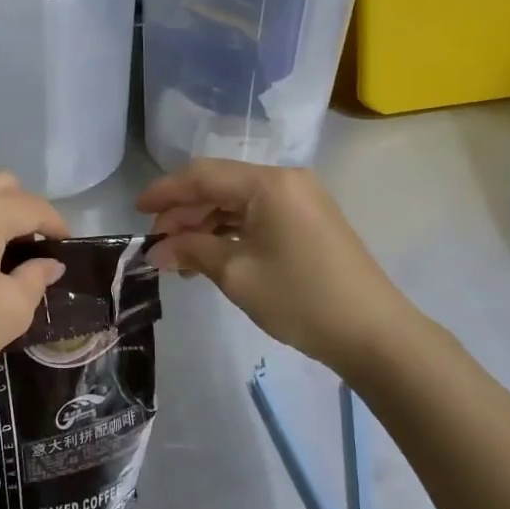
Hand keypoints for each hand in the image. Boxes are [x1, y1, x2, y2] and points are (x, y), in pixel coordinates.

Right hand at [137, 159, 419, 372]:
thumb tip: (156, 250)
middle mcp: (285, 181)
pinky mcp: (308, 221)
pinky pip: (258, 215)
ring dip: (205, 224)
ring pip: (238, 201)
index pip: (203, 175)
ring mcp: (301, 200)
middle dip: (184, 211)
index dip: (165, 191)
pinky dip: (230, 231)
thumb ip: (192, 251)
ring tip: (179, 257)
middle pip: (220, 185)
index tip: (136, 210)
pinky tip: (210, 256)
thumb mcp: (237, 274)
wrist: (373, 333)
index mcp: (268, 184)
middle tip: (156, 243)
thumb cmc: (300, 298)